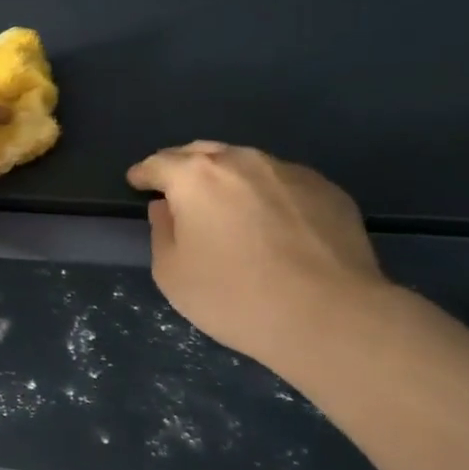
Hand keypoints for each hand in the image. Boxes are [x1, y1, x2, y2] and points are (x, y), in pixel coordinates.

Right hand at [126, 141, 388, 372]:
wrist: (331, 316)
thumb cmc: (235, 296)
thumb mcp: (172, 274)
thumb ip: (162, 232)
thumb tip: (167, 208)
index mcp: (196, 176)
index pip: (158, 163)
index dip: (144, 173)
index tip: (137, 182)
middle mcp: (241, 161)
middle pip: (203, 153)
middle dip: (184, 167)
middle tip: (177, 190)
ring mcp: (288, 171)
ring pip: (246, 164)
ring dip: (228, 178)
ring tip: (226, 204)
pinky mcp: (327, 190)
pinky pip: (283, 183)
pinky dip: (267, 194)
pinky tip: (273, 223)